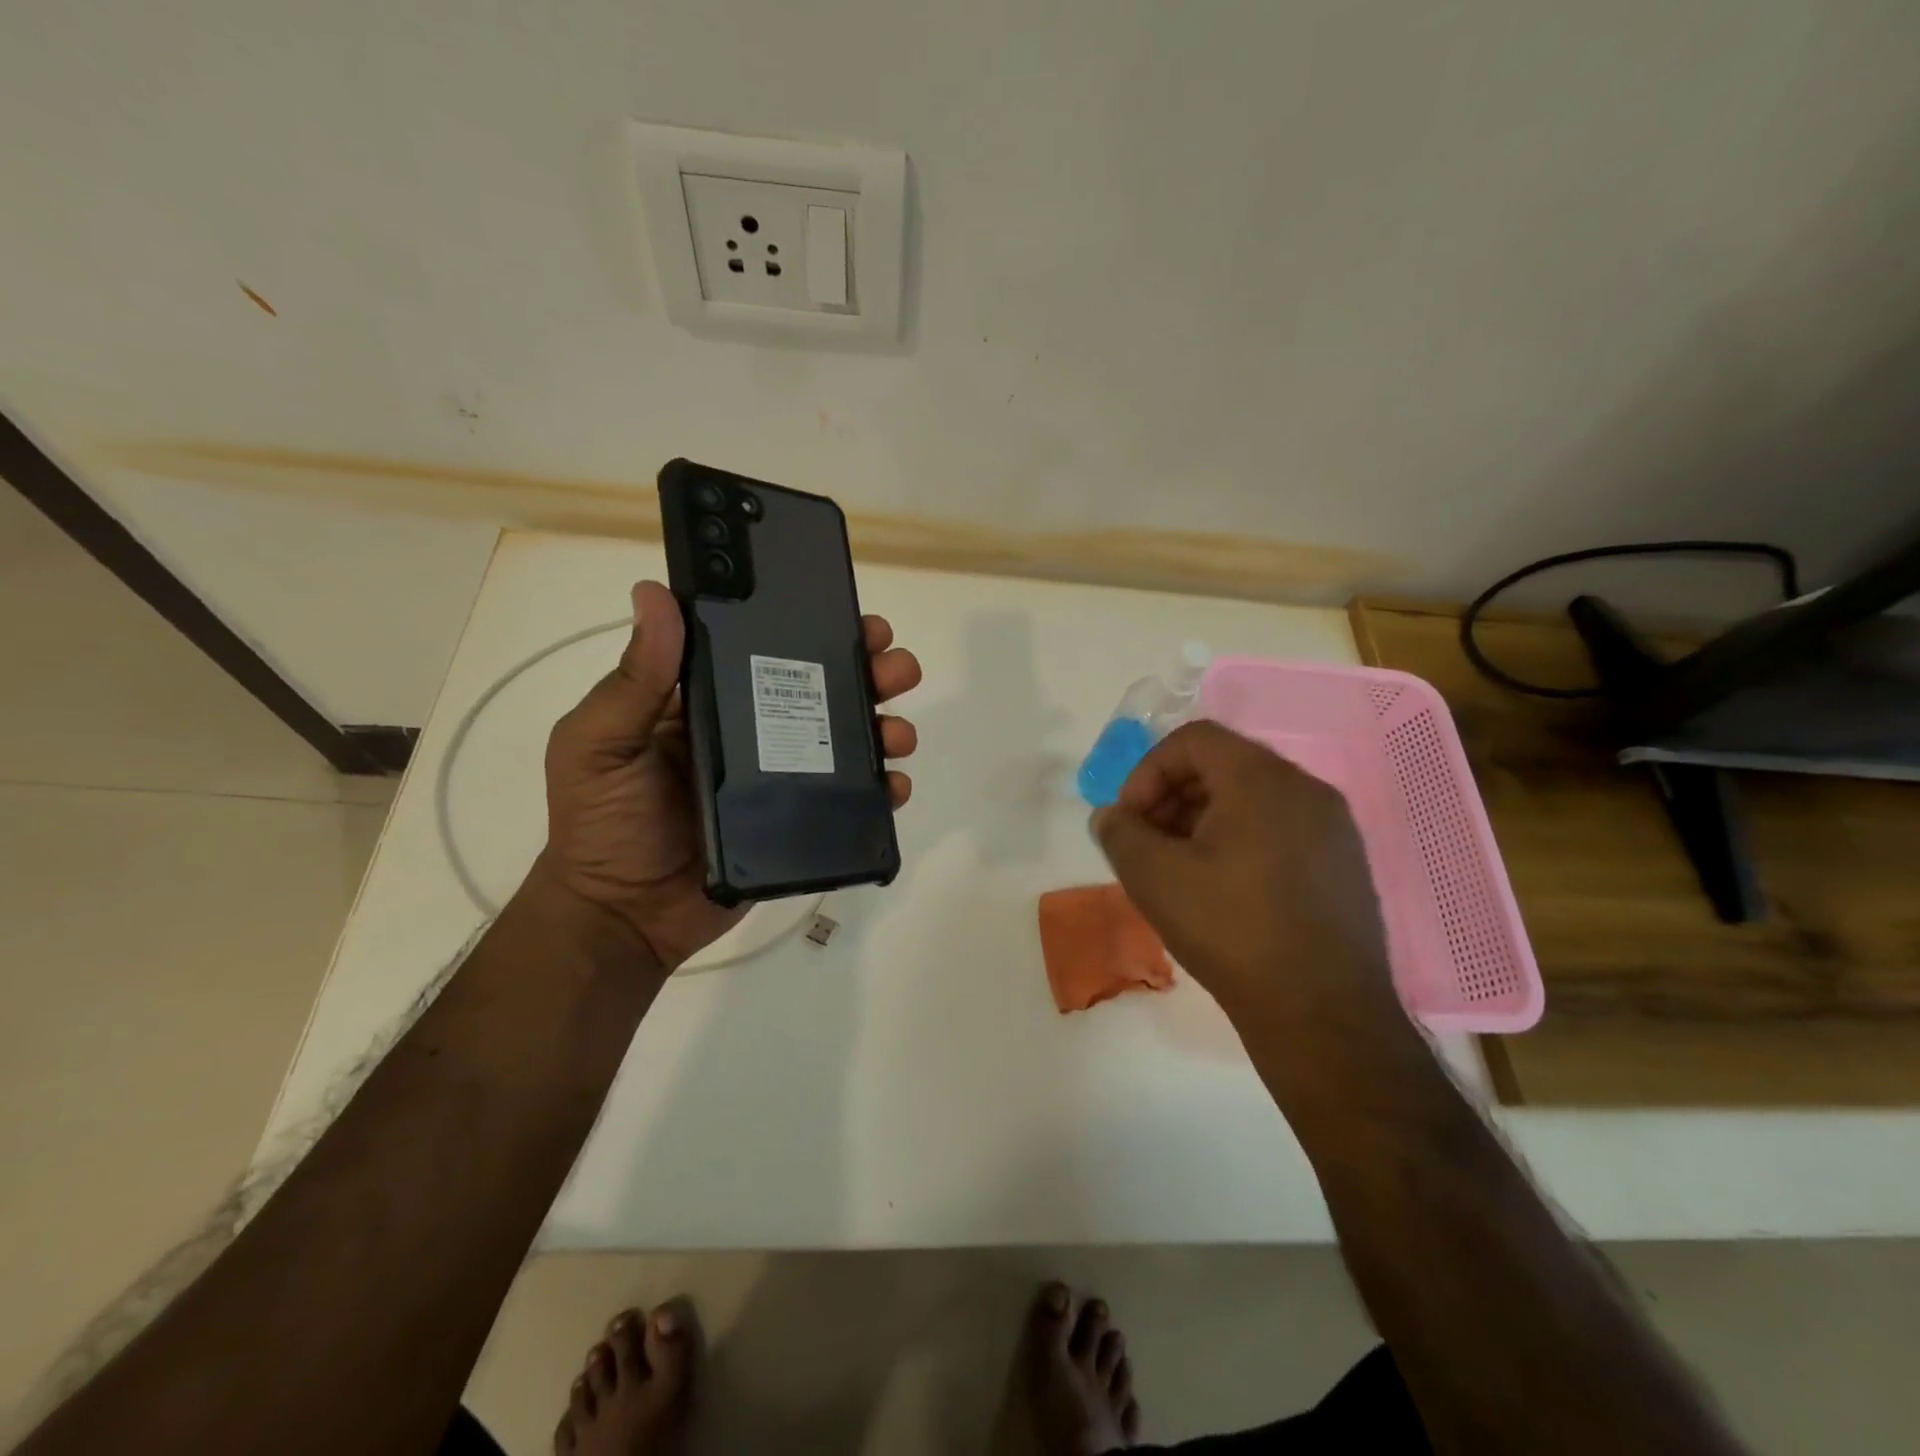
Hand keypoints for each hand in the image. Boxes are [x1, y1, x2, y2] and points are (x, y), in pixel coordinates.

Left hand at [539, 580, 921, 968]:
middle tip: (896, 669)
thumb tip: (654, 592)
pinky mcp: (799, 822)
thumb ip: (633, 678)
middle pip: (822, 691)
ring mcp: (781, 779)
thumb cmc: (602, 824)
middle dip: (868, 673)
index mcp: (710, 701)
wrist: (623, 919)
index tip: (853, 618)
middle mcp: (753, 731)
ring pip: (846, 741)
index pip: (769, 651)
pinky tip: (895, 786)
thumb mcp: (600, 742)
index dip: (815, 630)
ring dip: (883, 727)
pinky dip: (882, 790)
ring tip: (898, 733)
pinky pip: (850, 801)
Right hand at [1090, 721, 1400, 1030]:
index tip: (1130, 819)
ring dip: (1202, 819)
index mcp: (1263, 779)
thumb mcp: (1154, 877)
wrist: (1322, 1015)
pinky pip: (1279, 828)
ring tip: (1178, 868)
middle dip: (1172, 796)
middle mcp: (1306, 788)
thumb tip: (1111, 816)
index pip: (1193, 739)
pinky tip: (1221, 888)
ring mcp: (1333, 827)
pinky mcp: (1344, 864)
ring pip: (1252, 798)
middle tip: (1146, 842)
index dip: (1148, 771)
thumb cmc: (1231, 931)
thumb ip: (1119, 833)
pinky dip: (1239, 839)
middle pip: (1223, 764)